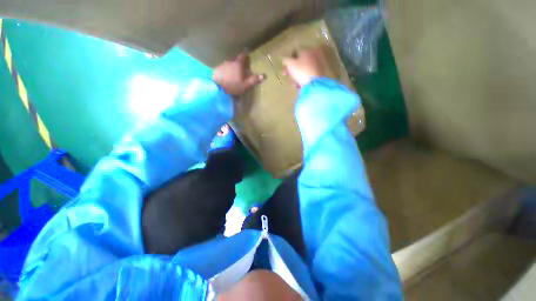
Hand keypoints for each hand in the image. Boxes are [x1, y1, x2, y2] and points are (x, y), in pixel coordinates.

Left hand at [213, 53, 264, 95]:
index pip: (243, 56)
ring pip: (229, 64)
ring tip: (234, 74)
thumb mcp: (245, 85)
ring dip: (232, 68)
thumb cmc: (233, 86)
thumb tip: (263, 75)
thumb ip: (253, 80)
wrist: (217, 88)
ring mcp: (222, 65)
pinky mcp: (216, 69)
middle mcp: (230, 62)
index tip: (247, 56)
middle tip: (241, 69)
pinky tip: (226, 77)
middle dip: (239, 63)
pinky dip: (226, 71)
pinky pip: (223, 69)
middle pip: (235, 60)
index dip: (246, 55)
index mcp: (238, 64)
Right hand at [282, 48, 325, 86]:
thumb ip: (286, 60)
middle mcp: (313, 55)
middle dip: (292, 70)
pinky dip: (303, 80)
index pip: (295, 52)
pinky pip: (308, 76)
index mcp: (307, 50)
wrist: (315, 83)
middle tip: (288, 76)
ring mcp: (317, 65)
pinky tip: (299, 86)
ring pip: (303, 70)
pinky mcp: (319, 74)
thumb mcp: (291, 65)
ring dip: (297, 76)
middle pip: (300, 62)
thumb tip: (284, 59)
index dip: (289, 61)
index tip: (285, 68)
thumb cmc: (301, 71)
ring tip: (294, 84)